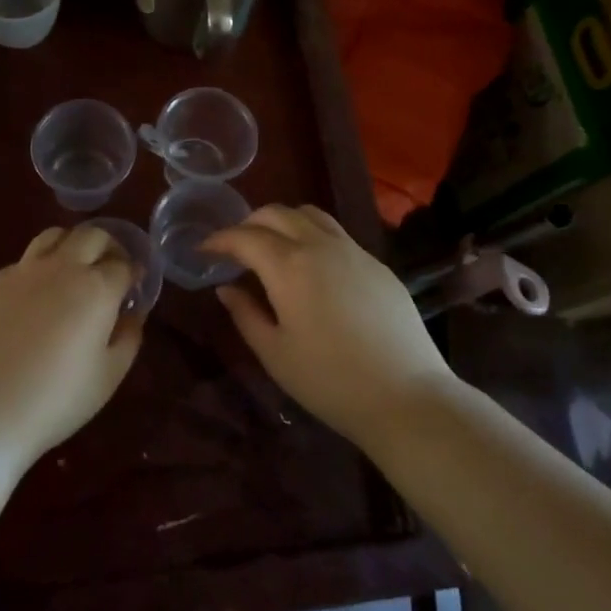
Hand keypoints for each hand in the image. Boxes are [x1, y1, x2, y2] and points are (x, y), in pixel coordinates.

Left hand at [0, 226, 144, 467]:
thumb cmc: (56, 399)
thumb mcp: (108, 376)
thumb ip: (128, 338)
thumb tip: (132, 314)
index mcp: (96, 288)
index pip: (124, 264)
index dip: (134, 272)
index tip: (134, 286)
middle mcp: (62, 267)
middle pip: (91, 235)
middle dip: (108, 246)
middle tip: (110, 269)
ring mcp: (24, 271)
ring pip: (54, 235)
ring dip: (72, 244)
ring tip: (74, 269)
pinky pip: (25, 261)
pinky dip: (40, 267)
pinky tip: (37, 296)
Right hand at [203, 205, 454, 445]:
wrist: (406, 396)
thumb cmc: (329, 380)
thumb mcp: (275, 353)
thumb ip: (245, 314)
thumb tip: (226, 288)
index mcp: (289, 265)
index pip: (244, 237)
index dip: (219, 240)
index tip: (203, 250)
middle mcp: (320, 245)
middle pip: (277, 213)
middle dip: (248, 223)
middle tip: (235, 248)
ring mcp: (354, 251)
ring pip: (310, 215)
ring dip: (283, 221)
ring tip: (272, 247)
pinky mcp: (377, 264)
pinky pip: (337, 234)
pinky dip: (312, 236)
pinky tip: (312, 267)